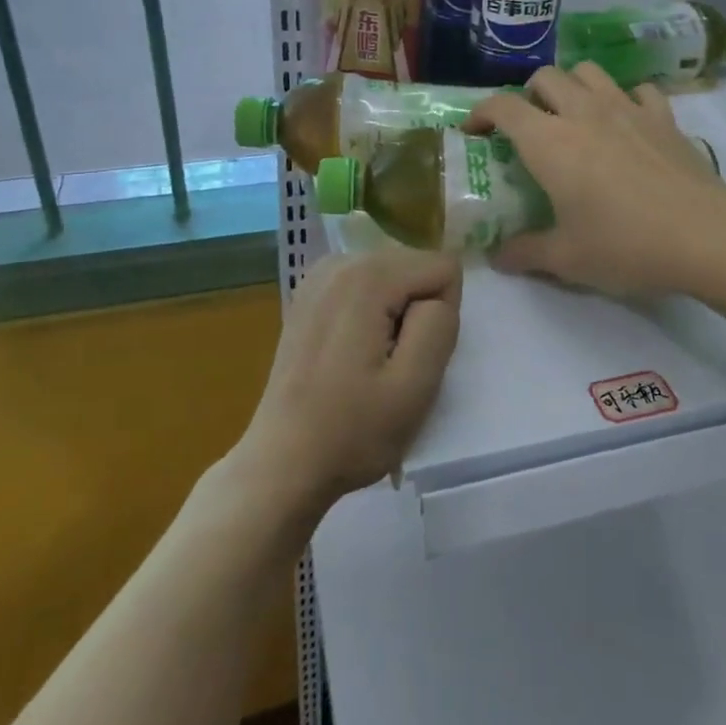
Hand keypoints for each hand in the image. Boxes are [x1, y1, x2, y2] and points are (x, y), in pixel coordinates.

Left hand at [236, 249, 462, 511]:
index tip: (413, 357)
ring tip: (371, 361)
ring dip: (395, 314)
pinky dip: (372, 313)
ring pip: (394, 276)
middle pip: (415, 266)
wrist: (283, 463)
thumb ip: (439, 324)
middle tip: (392, 363)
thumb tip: (437, 294)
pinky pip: (367, 286)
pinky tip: (351, 353)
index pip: (443, 268)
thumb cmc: (352, 431)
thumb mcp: (416, 386)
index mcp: (368, 276)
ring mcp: (318, 276)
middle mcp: (341, 261)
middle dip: (417, 311)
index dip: (441, 315)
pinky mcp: (308, 294)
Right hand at [467, 63, 725, 296]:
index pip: (503, 106)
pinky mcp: (664, 117)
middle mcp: (583, 113)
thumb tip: (497, 258)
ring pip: (589, 72)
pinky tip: (627, 123)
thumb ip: (525, 252)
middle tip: (529, 127)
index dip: (480, 113)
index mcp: (549, 142)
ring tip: (574, 116)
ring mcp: (627, 109)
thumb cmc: (624, 245)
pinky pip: (637, 90)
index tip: (474, 132)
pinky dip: (625, 99)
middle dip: (528, 95)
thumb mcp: (566, 258)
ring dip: (573, 86)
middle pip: (546, 77)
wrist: (704, 235)